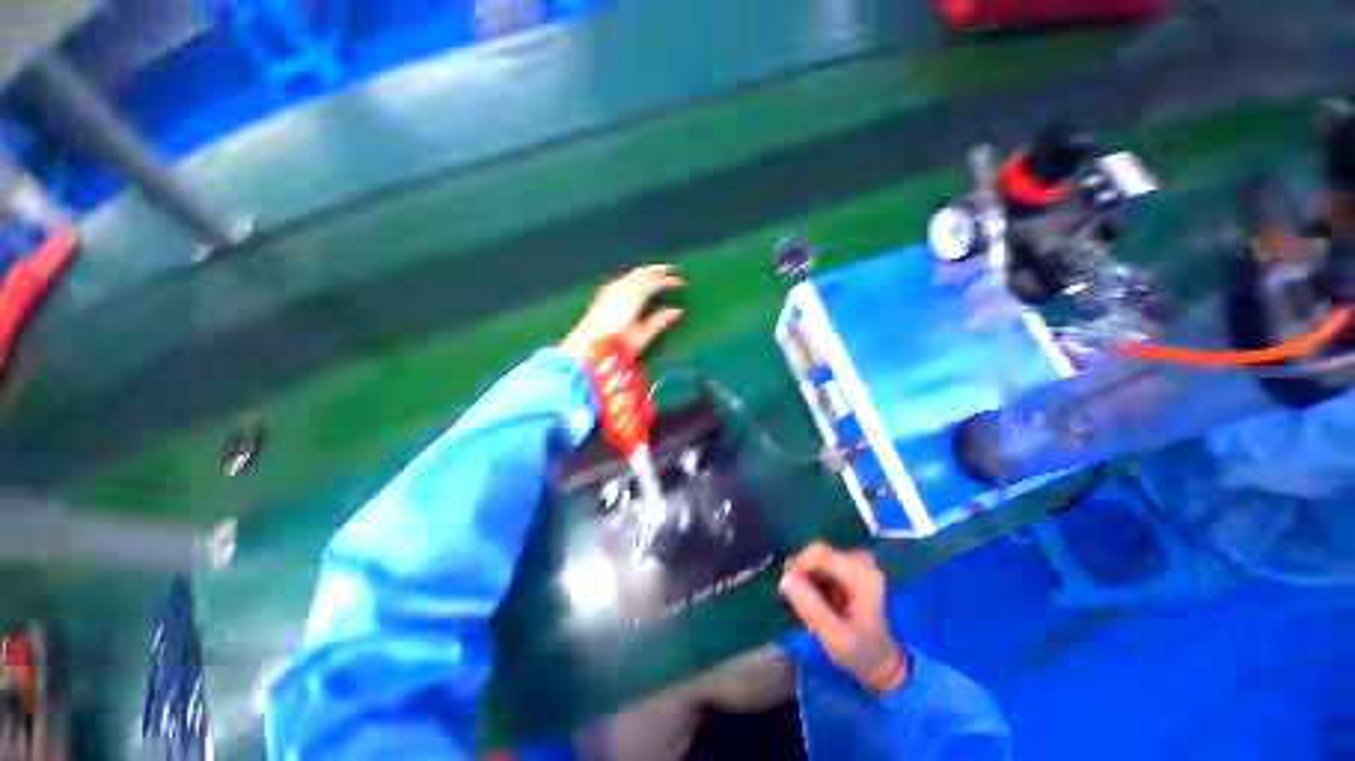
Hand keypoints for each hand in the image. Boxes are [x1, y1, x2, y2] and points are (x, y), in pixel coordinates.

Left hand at [561, 265, 685, 358]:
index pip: (655, 282)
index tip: (681, 282)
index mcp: (633, 297)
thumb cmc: (616, 345)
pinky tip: (637, 282)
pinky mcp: (604, 294)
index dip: (669, 281)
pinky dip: (635, 277)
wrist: (585, 347)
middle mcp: (621, 288)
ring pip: (632, 274)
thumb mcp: (642, 336)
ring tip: (657, 273)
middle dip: (658, 270)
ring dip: (646, 272)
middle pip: (643, 273)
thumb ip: (659, 321)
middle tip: (671, 270)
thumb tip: (677, 311)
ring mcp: (611, 289)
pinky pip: (624, 279)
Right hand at [779, 543, 908, 692]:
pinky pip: (822, 563)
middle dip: (802, 572)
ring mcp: (857, 563)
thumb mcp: (833, 636)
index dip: (799, 565)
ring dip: (807, 576)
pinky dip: (813, 578)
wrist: (880, 660)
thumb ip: (810, 607)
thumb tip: (785, 579)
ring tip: (806, 602)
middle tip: (794, 597)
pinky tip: (815, 597)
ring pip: (818, 557)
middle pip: (818, 553)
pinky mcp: (850, 567)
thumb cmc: (860, 651)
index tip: (786, 586)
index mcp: (862, 576)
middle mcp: (861, 562)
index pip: (820, 554)